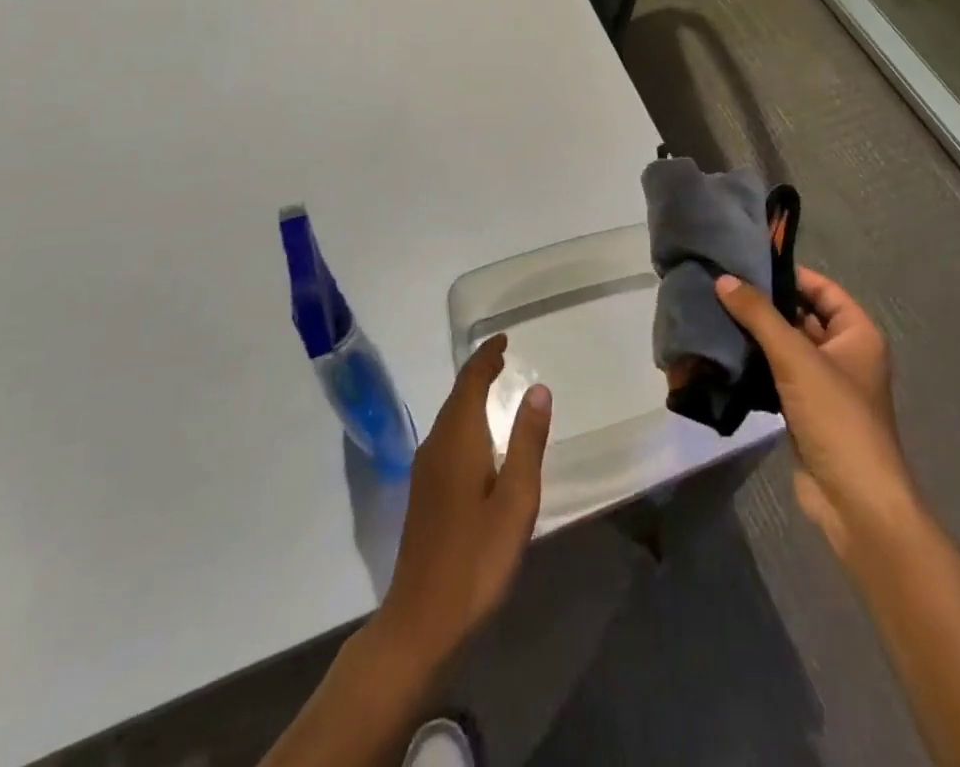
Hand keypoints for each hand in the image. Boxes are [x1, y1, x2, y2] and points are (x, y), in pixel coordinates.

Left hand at [376, 335, 551, 671]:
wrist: (421, 621)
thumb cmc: (477, 558)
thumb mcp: (516, 499)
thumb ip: (527, 441)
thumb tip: (538, 388)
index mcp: (458, 440)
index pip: (470, 382)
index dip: (486, 357)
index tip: (503, 338)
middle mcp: (436, 446)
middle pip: (457, 396)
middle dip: (478, 372)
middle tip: (503, 357)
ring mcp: (425, 470)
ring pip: (449, 417)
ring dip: (470, 395)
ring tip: (494, 385)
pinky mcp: (424, 493)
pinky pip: (446, 436)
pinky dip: (464, 419)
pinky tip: (477, 436)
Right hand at [715, 268, 914, 562]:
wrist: (855, 502)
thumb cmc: (837, 417)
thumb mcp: (797, 358)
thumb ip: (759, 316)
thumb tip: (723, 279)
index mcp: (857, 333)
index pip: (821, 288)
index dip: (788, 274)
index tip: (747, 262)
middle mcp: (844, 354)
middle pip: (801, 316)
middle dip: (765, 305)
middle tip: (721, 286)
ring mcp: (824, 385)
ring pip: (785, 349)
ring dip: (755, 337)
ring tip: (713, 313)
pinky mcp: (804, 411)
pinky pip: (776, 377)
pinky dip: (754, 366)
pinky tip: (722, 354)